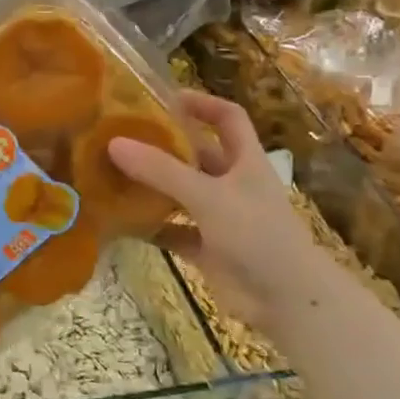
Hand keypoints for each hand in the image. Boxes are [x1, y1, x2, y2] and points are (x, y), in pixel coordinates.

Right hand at [107, 91, 325, 327]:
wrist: (288, 301)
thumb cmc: (257, 235)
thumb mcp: (208, 195)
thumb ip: (161, 170)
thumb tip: (113, 143)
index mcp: (244, 161)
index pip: (228, 118)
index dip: (201, 102)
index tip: (163, 96)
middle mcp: (231, 184)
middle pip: (195, 153)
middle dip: (162, 144)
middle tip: (120, 135)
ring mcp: (218, 217)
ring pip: (179, 192)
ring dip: (151, 185)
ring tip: (110, 172)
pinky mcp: (206, 248)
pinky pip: (172, 229)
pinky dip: (150, 226)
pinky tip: (120, 220)